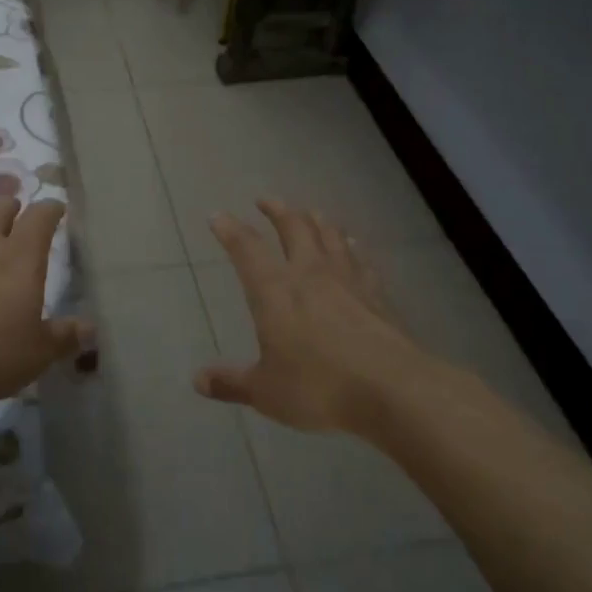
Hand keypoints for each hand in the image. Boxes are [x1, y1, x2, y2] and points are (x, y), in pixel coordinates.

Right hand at [197, 199, 442, 434]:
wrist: (393, 389)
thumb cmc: (319, 387)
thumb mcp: (266, 391)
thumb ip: (232, 383)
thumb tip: (199, 380)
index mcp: (274, 290)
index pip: (247, 249)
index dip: (230, 230)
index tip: (218, 215)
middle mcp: (309, 273)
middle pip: (293, 227)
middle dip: (277, 210)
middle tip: (265, 200)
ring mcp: (347, 280)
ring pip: (329, 235)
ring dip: (315, 219)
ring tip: (308, 213)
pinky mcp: (377, 294)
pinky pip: (360, 258)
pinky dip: (350, 246)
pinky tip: (352, 245)